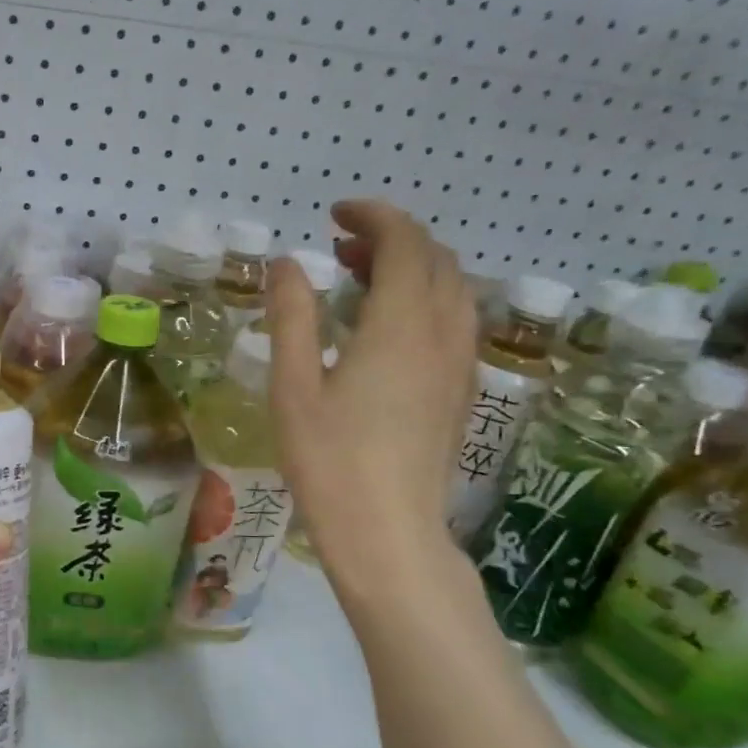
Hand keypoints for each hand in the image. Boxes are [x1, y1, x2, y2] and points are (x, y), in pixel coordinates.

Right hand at [269, 200, 477, 589]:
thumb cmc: (329, 460)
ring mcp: (459, 363)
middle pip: (434, 259)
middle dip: (391, 238)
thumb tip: (287, 263)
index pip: (403, 243)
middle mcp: (442, 333)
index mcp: (400, 324)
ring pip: (452, 288)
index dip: (373, 217)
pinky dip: (426, 298)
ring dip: (412, 267)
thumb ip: (292, 317)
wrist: (388, 532)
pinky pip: (456, 320)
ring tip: (363, 279)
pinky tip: (389, 326)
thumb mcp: (294, 386)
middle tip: (341, 248)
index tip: (335, 214)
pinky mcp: (461, 390)